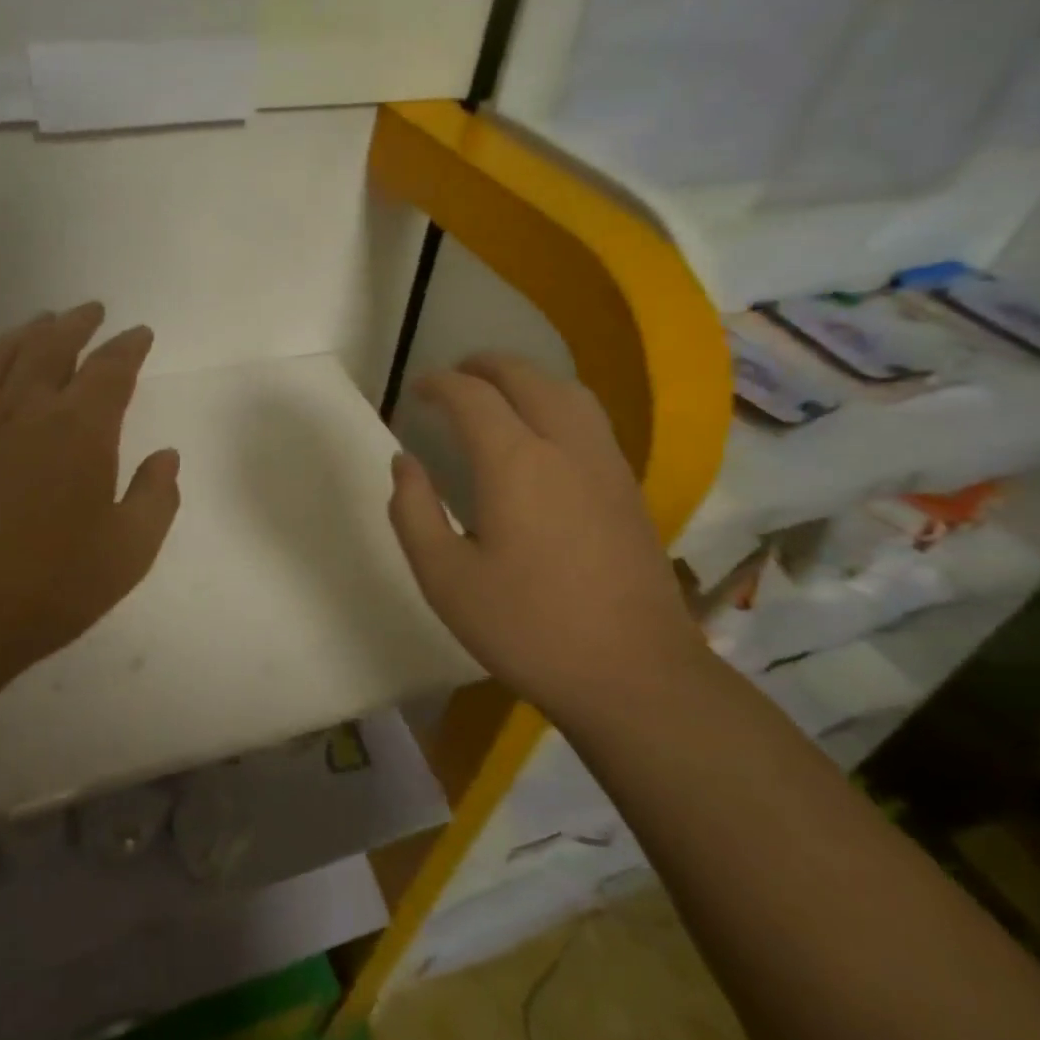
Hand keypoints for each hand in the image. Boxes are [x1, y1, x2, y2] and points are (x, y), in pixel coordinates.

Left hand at [0, 302, 181, 679]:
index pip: (111, 370)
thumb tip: (167, 457)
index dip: (128, 347)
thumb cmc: (48, 586)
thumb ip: (155, 498)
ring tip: (45, 320)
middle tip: (92, 310)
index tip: (139, 333)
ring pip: (8, 355)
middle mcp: (30, 410)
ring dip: (32, 331)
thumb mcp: (127, 553)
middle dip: (78, 324)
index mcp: (81, 430)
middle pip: (54, 346)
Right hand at [387, 354, 701, 718]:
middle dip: (485, 366)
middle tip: (454, 375)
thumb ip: (414, 512)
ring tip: (499, 389)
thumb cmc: (528, 627)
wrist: (634, 673)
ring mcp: (605, 465)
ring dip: (527, 377)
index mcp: (515, 463)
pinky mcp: (628, 488)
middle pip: (526, 378)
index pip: (472, 396)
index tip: (416, 390)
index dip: (439, 384)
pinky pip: (590, 419)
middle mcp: (565, 447)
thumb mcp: (444, 578)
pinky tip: (545, 432)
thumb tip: (406, 462)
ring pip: (568, 391)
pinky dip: (557, 401)